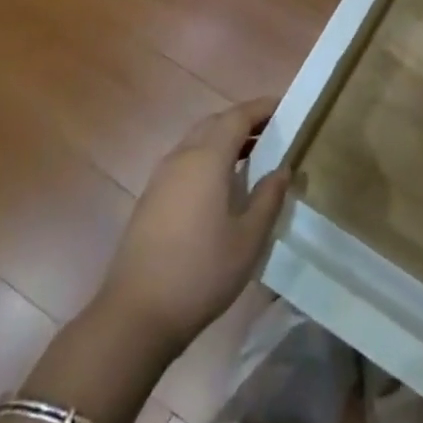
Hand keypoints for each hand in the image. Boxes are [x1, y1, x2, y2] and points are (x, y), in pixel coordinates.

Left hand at [95, 100, 290, 354]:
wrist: (136, 315)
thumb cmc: (200, 273)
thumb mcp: (248, 240)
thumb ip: (268, 198)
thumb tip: (283, 168)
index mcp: (206, 159)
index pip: (238, 116)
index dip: (262, 108)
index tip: (286, 108)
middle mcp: (181, 157)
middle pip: (215, 122)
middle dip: (244, 121)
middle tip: (273, 132)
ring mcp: (161, 177)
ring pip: (197, 140)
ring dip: (224, 139)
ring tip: (252, 156)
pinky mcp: (151, 198)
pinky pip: (185, 160)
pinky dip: (207, 157)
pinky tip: (220, 185)